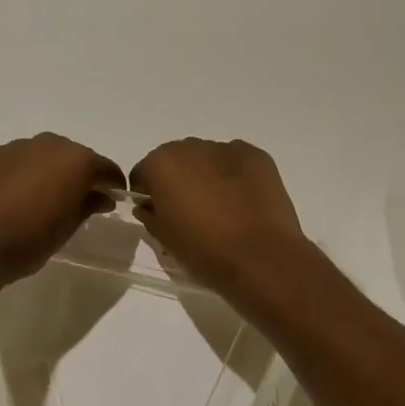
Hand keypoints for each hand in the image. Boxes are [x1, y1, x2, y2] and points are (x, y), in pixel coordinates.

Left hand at [0, 134, 124, 292]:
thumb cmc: (26, 241)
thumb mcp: (66, 230)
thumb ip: (87, 206)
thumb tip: (101, 196)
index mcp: (76, 161)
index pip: (106, 169)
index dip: (112, 185)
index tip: (113, 200)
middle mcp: (49, 144)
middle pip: (75, 157)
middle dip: (80, 175)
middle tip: (78, 201)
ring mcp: (16, 147)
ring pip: (44, 155)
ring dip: (50, 172)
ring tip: (44, 199)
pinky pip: (18, 161)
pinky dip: (24, 173)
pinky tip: (15, 197)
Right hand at [127, 139, 315, 306]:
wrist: (261, 258)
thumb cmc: (204, 251)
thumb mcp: (165, 240)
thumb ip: (149, 215)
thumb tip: (149, 206)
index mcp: (162, 164)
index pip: (144, 173)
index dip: (148, 194)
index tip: (158, 215)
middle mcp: (190, 147)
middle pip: (176, 160)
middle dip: (178, 180)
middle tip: (191, 212)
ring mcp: (226, 148)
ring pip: (207, 158)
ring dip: (207, 176)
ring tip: (221, 208)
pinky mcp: (257, 156)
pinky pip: (235, 161)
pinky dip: (235, 176)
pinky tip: (243, 202)